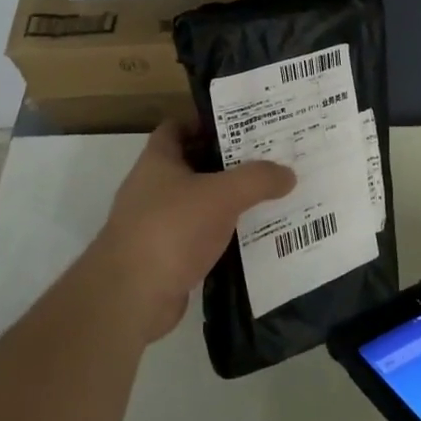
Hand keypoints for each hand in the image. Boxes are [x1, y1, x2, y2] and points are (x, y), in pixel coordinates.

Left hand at [90, 118, 294, 343]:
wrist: (131, 297)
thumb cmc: (171, 229)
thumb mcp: (222, 195)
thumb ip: (257, 179)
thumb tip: (288, 174)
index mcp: (157, 161)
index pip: (177, 127)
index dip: (206, 122)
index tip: (242, 124)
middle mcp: (152, 188)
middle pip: (193, 165)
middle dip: (227, 162)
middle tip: (267, 159)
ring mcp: (156, 224)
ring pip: (199, 203)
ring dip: (227, 202)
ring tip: (268, 197)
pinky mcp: (165, 257)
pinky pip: (200, 237)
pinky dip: (222, 236)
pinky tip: (253, 237)